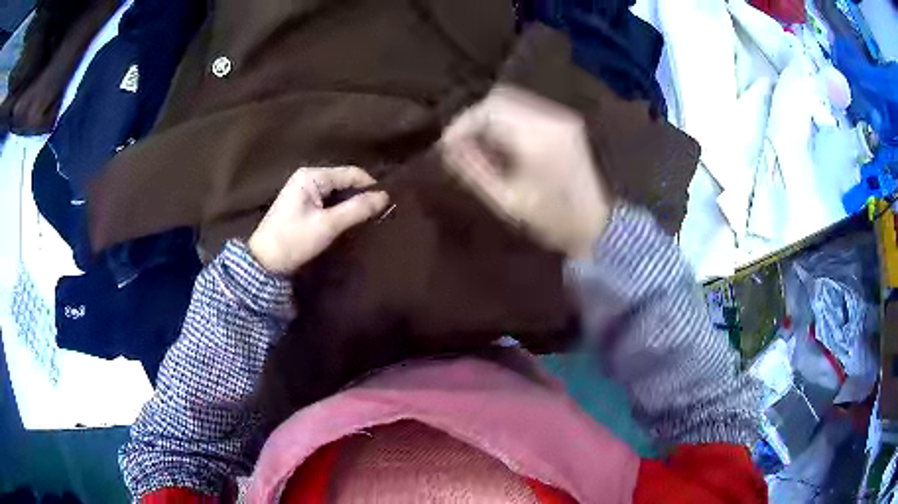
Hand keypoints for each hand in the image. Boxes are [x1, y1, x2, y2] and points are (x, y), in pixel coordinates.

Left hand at [248, 166, 388, 273]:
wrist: (264, 262)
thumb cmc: (294, 240)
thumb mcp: (328, 225)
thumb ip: (357, 209)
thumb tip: (386, 196)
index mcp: (312, 176)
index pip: (351, 173)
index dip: (370, 187)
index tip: (388, 204)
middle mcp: (308, 177)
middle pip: (345, 181)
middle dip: (361, 196)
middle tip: (380, 214)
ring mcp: (304, 190)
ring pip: (338, 192)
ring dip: (351, 204)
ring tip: (369, 219)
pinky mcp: (302, 204)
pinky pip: (329, 201)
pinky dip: (340, 209)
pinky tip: (350, 222)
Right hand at [440, 86, 610, 258]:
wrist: (598, 223)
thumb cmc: (551, 219)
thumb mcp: (505, 200)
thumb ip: (473, 169)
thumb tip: (448, 147)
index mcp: (535, 137)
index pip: (487, 111)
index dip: (461, 125)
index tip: (447, 147)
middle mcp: (549, 117)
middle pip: (499, 97)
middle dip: (474, 118)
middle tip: (461, 144)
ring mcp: (561, 116)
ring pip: (513, 99)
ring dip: (490, 116)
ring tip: (480, 143)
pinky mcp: (566, 121)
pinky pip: (528, 107)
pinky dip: (508, 118)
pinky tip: (504, 141)